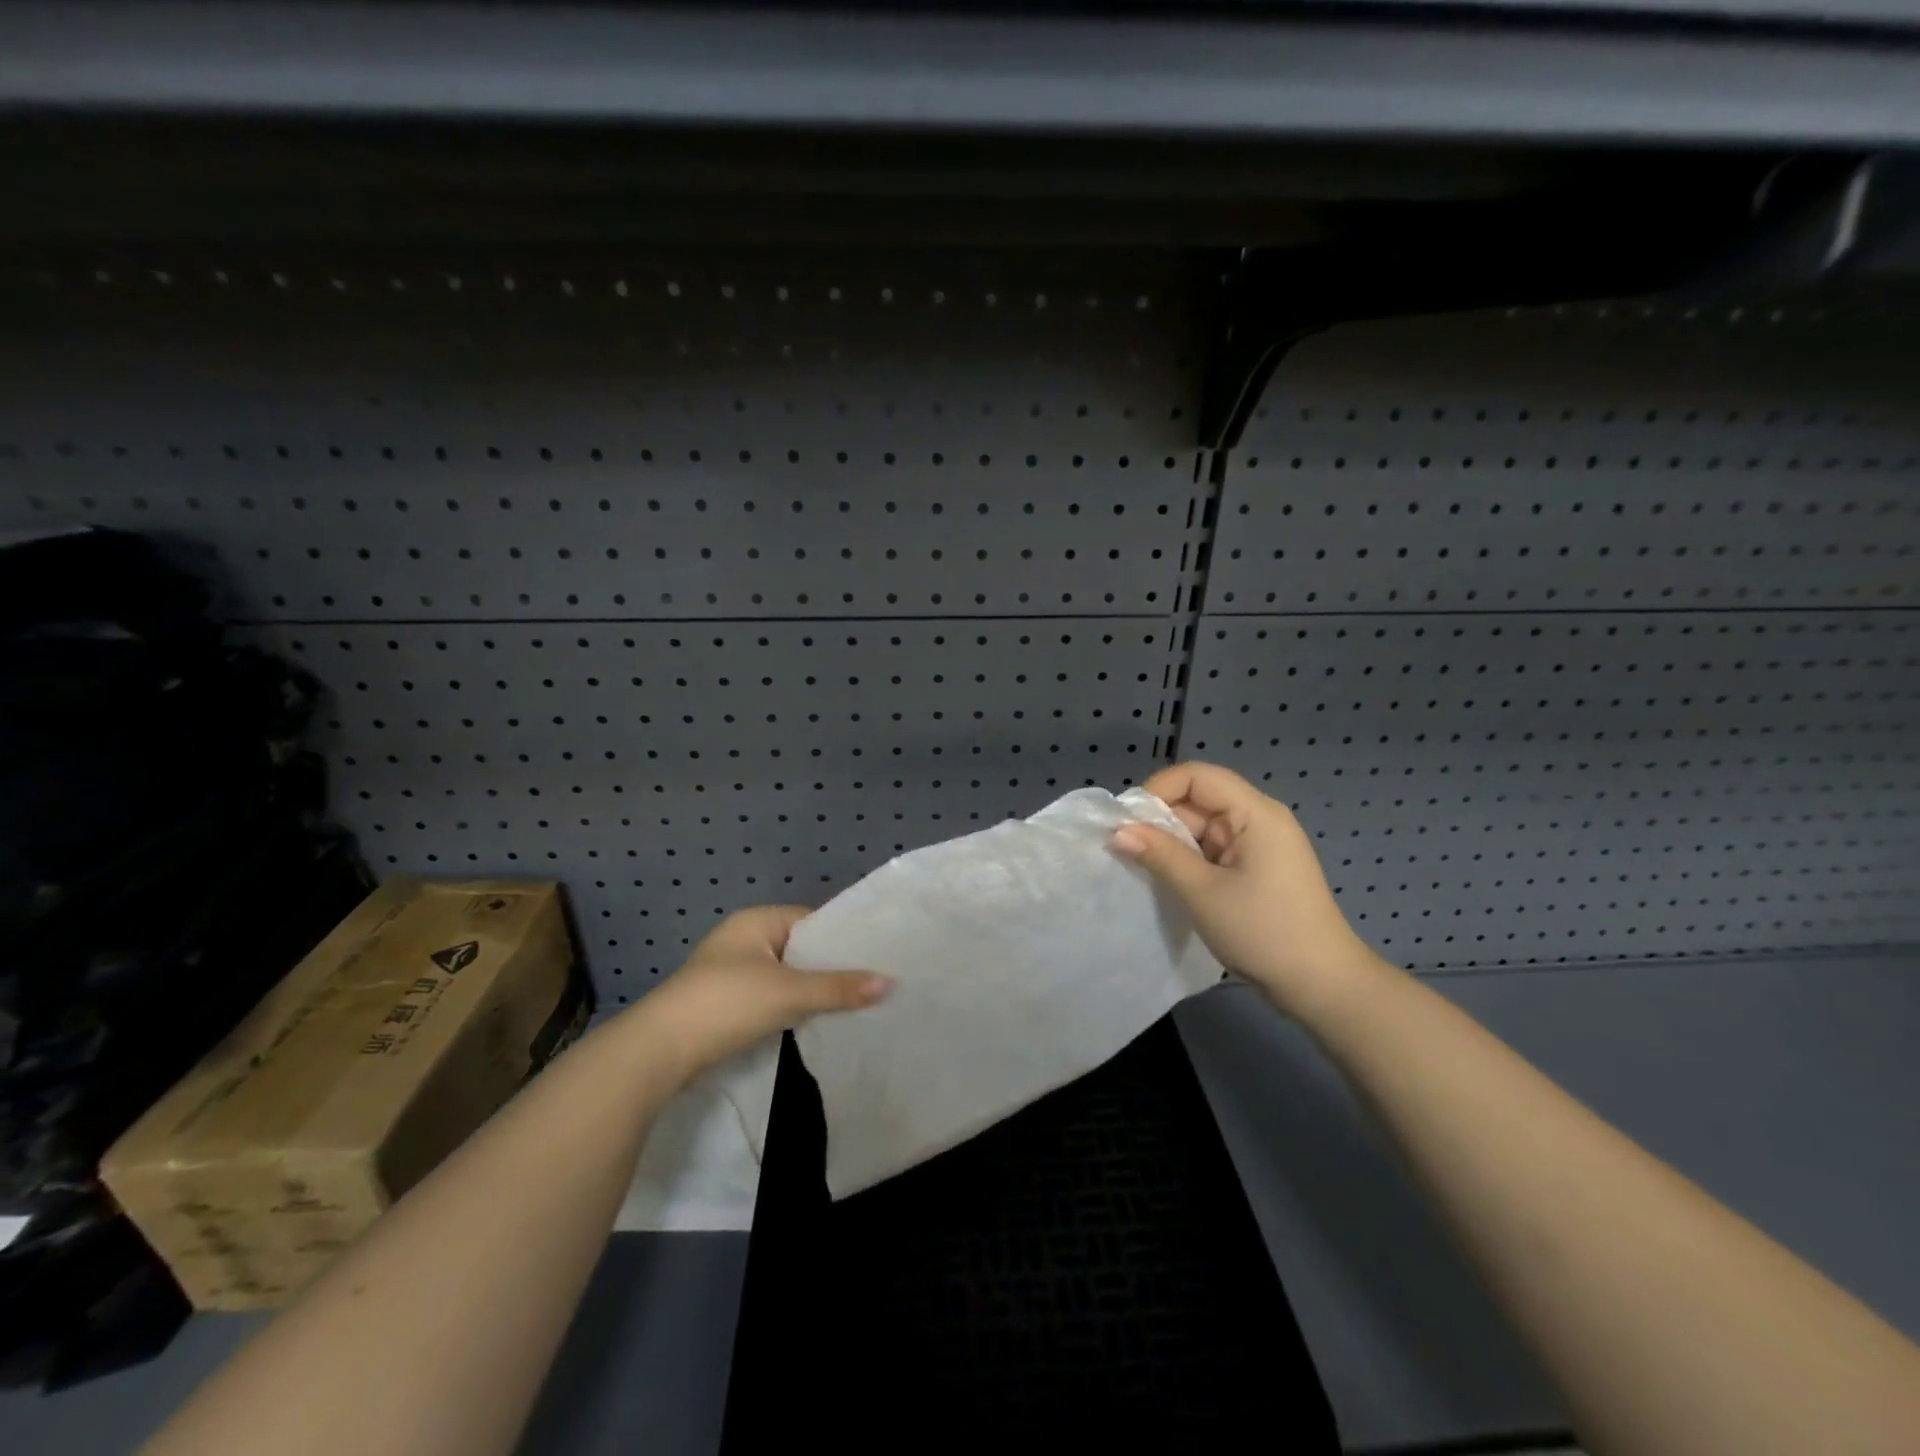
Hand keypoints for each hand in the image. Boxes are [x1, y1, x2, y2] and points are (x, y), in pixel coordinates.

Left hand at [637, 905, 889, 1082]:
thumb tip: (889, 983)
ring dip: (812, 989)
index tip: (877, 956)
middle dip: (831, 967)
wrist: (660, 1051)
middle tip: (873, 982)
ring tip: (854, 1003)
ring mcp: (733, 971)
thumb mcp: (788, 993)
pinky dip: (792, 1005)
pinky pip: (772, 995)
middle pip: (801, 948)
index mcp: (757, 921)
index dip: (843, 938)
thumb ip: (838, 988)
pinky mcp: (727, 1002)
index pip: (813, 920)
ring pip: (787, 975)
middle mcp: (744, 938)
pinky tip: (817, 1019)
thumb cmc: (727, 1004)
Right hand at [1112, 761, 1381, 1019]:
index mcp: (1255, 813)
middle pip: (1199, 800)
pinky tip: (1169, 880)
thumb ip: (1159, 855)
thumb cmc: (1264, 932)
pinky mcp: (1257, 869)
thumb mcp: (1203, 892)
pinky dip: (1189, 860)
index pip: (1197, 776)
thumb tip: (1117, 831)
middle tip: (1125, 849)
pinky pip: (1213, 850)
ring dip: (1172, 843)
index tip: (1127, 821)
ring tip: (1142, 867)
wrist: (1322, 986)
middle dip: (1161, 820)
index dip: (1158, 789)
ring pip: (1202, 827)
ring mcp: (1259, 845)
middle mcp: (1259, 819)